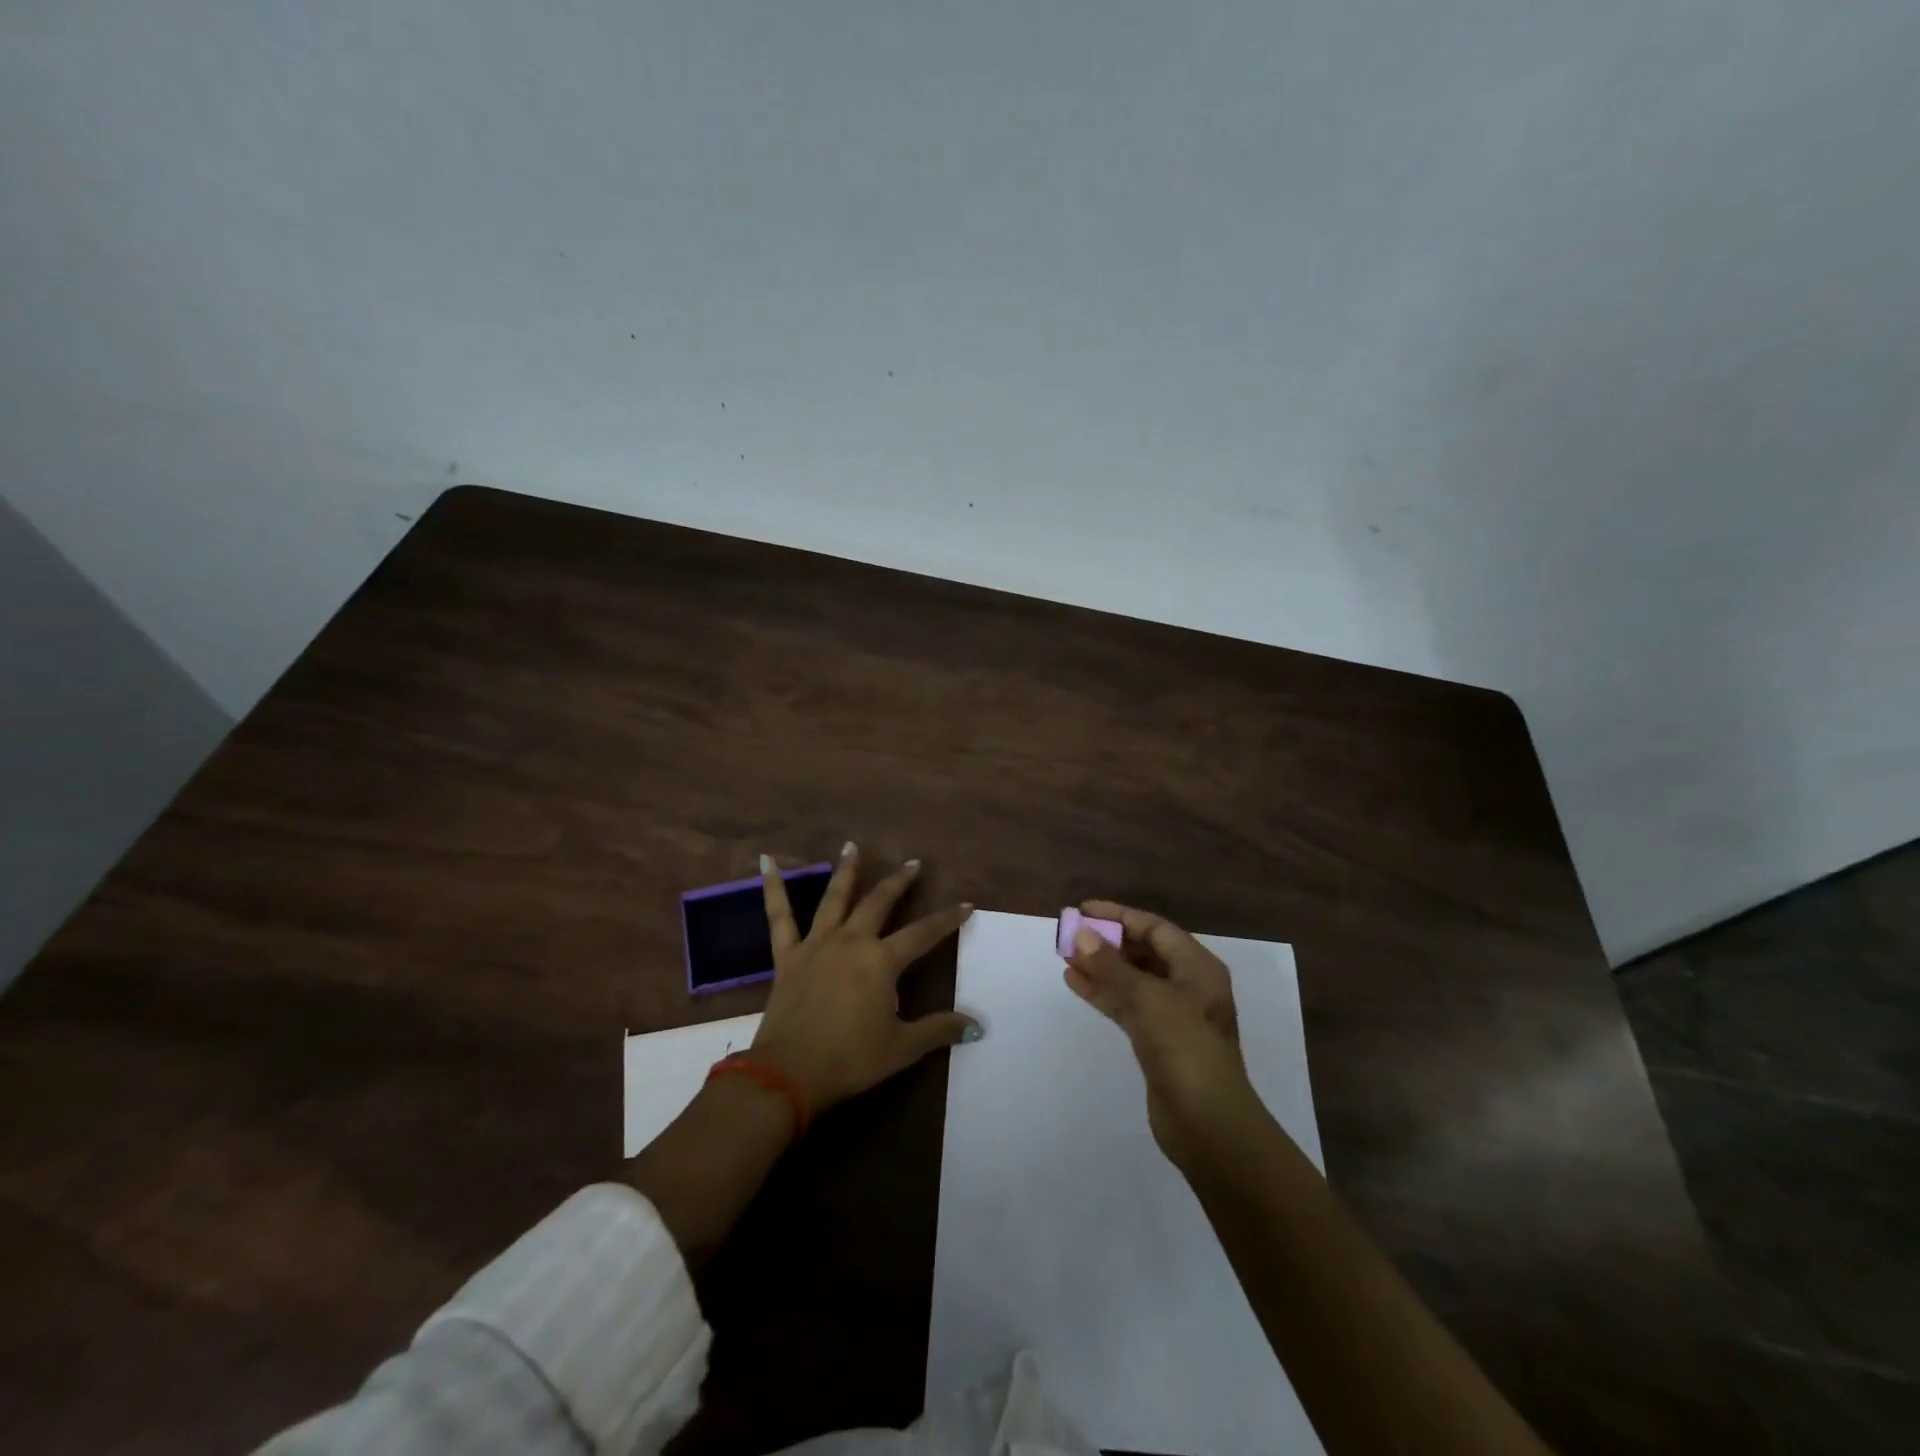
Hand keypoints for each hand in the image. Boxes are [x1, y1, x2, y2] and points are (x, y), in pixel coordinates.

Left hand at [749, 844, 978, 1113]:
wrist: (789, 1073)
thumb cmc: (850, 1059)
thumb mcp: (902, 1048)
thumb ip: (939, 1030)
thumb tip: (977, 1026)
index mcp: (881, 961)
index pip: (923, 934)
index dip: (947, 920)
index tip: (966, 905)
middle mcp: (851, 941)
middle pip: (879, 903)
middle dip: (899, 882)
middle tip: (913, 863)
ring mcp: (817, 944)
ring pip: (835, 898)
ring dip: (846, 870)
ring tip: (852, 846)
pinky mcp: (788, 955)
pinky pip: (779, 916)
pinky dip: (772, 887)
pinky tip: (766, 861)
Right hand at [1063, 900, 1259, 1164]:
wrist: (1208, 1124)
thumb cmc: (1185, 1048)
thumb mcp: (1148, 999)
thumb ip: (1112, 966)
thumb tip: (1082, 936)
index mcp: (1197, 967)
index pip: (1154, 928)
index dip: (1119, 915)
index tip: (1083, 910)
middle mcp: (1188, 985)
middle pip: (1143, 952)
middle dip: (1108, 942)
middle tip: (1070, 935)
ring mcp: (1174, 1016)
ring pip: (1132, 980)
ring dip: (1101, 967)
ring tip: (1065, 956)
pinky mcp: (1158, 1042)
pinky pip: (1127, 1005)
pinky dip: (1103, 993)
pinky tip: (1075, 983)